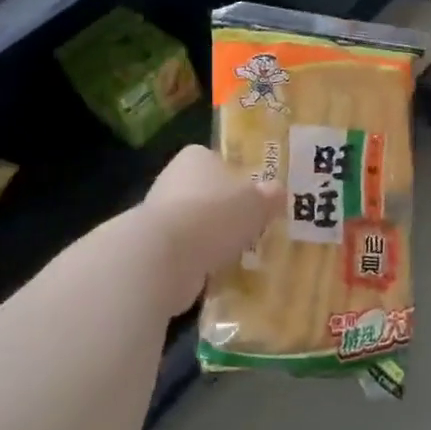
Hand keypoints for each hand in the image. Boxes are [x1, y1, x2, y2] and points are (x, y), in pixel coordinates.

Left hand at [139, 146, 281, 314]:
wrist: (166, 255)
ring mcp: (160, 215)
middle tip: (255, 229)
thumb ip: (270, 196)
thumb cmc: (216, 214)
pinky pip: (188, 252)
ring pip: (198, 225)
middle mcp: (173, 179)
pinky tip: (221, 272)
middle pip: (208, 194)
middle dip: (228, 212)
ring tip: (242, 255)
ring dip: (215, 239)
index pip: (219, 161)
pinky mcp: (154, 247)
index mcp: (196, 157)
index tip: (257, 198)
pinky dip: (202, 261)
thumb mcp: (258, 202)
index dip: (239, 178)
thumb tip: (276, 192)